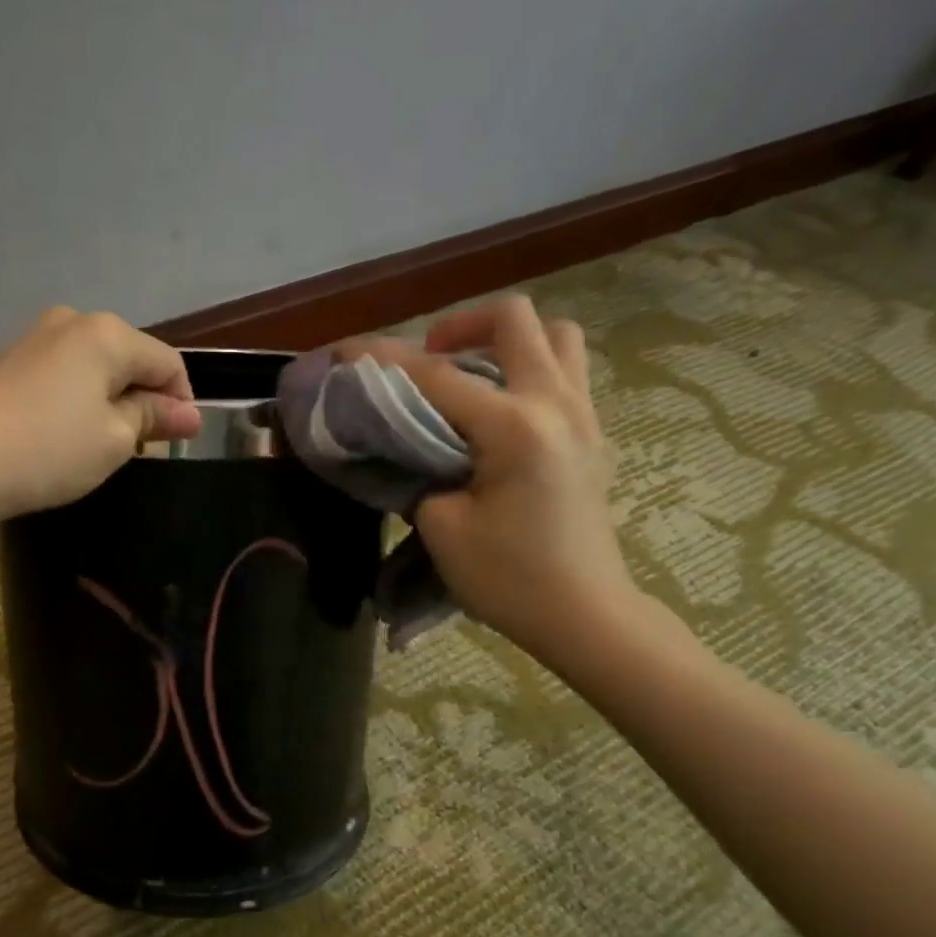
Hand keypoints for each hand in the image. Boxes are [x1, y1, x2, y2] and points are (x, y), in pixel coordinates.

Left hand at [0, 306, 201, 524]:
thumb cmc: (47, 451)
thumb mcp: (113, 441)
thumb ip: (153, 419)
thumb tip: (189, 413)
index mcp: (105, 334)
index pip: (167, 362)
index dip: (182, 402)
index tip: (178, 443)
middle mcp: (69, 322)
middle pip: (127, 360)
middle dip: (142, 401)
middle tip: (138, 450)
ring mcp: (30, 340)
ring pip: (91, 370)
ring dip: (107, 404)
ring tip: (98, 449)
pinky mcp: (3, 364)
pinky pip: (58, 378)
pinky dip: (73, 404)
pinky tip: (59, 439)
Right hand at [365, 295, 641, 672]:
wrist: (584, 615)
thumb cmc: (510, 579)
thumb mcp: (442, 528)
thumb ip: (421, 473)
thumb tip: (416, 450)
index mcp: (515, 427)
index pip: (436, 375)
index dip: (382, 358)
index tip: (343, 350)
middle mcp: (556, 405)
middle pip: (514, 320)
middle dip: (460, 325)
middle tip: (428, 358)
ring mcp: (584, 416)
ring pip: (555, 338)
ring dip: (507, 342)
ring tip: (472, 376)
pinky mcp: (592, 436)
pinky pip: (565, 374)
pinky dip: (529, 371)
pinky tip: (498, 413)